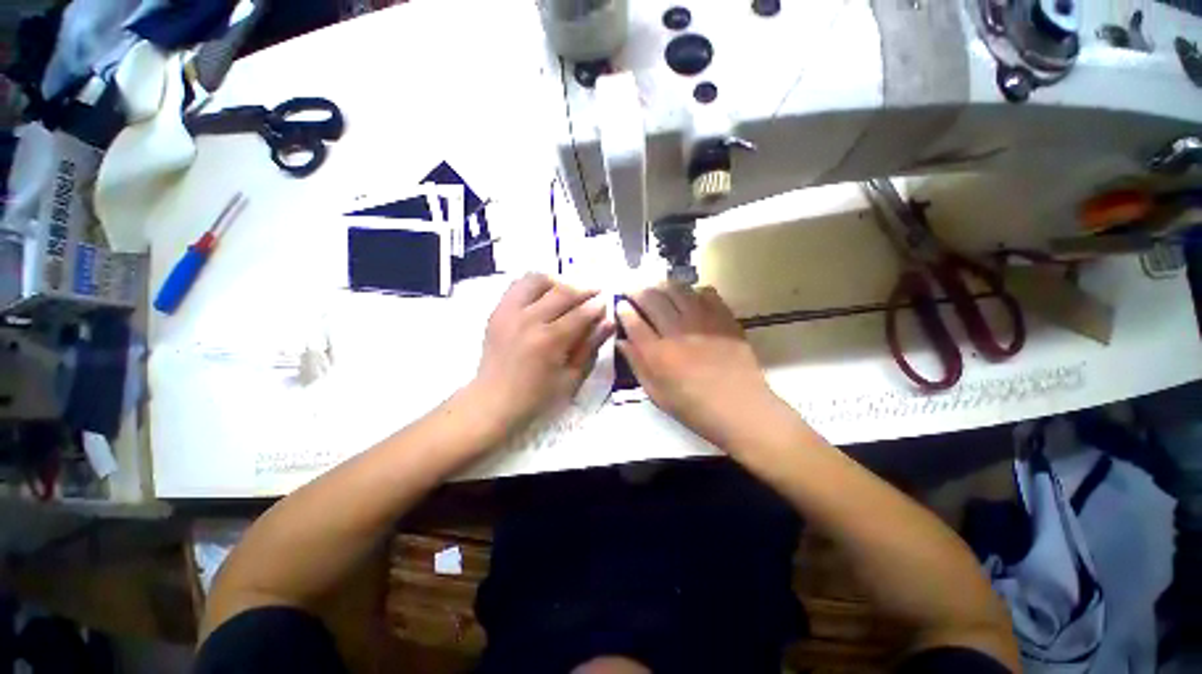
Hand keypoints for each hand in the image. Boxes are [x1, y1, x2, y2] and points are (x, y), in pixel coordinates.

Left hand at [471, 273, 613, 433]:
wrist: (493, 401)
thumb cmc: (537, 396)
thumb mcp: (571, 378)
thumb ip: (591, 348)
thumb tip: (608, 322)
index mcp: (549, 341)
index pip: (580, 313)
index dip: (597, 305)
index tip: (606, 301)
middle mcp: (529, 320)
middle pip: (562, 292)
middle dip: (583, 289)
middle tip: (595, 292)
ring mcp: (509, 312)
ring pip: (537, 280)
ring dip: (557, 282)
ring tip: (567, 292)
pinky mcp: (497, 311)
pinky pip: (517, 285)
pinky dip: (534, 285)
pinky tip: (544, 296)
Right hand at [617, 285, 779, 448]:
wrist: (740, 408)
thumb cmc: (694, 408)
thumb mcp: (657, 394)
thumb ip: (637, 365)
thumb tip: (622, 342)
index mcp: (658, 354)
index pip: (634, 322)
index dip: (623, 310)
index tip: (620, 304)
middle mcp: (677, 332)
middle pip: (653, 300)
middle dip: (638, 291)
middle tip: (632, 289)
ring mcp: (703, 322)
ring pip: (677, 291)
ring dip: (663, 286)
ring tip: (657, 287)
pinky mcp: (724, 319)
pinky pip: (706, 294)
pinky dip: (694, 291)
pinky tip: (690, 297)